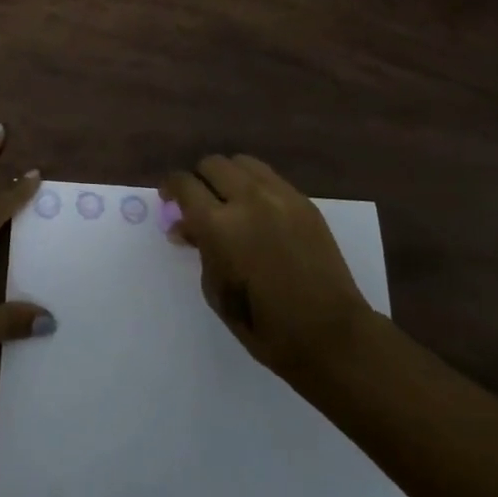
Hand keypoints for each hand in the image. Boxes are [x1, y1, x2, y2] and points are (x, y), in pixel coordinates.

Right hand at [160, 154, 372, 392]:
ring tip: (229, 200)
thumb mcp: (216, 290)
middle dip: (199, 179)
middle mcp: (247, 199)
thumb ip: (200, 249)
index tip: (168, 198)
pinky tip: (258, 211)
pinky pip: (270, 178)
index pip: (184, 184)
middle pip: (212, 164)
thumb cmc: (263, 324)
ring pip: (242, 163)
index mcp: (218, 225)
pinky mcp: (304, 202)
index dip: (170, 187)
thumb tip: (187, 228)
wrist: (329, 334)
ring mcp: (280, 196)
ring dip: (228, 176)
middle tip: (198, 201)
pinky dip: (255, 185)